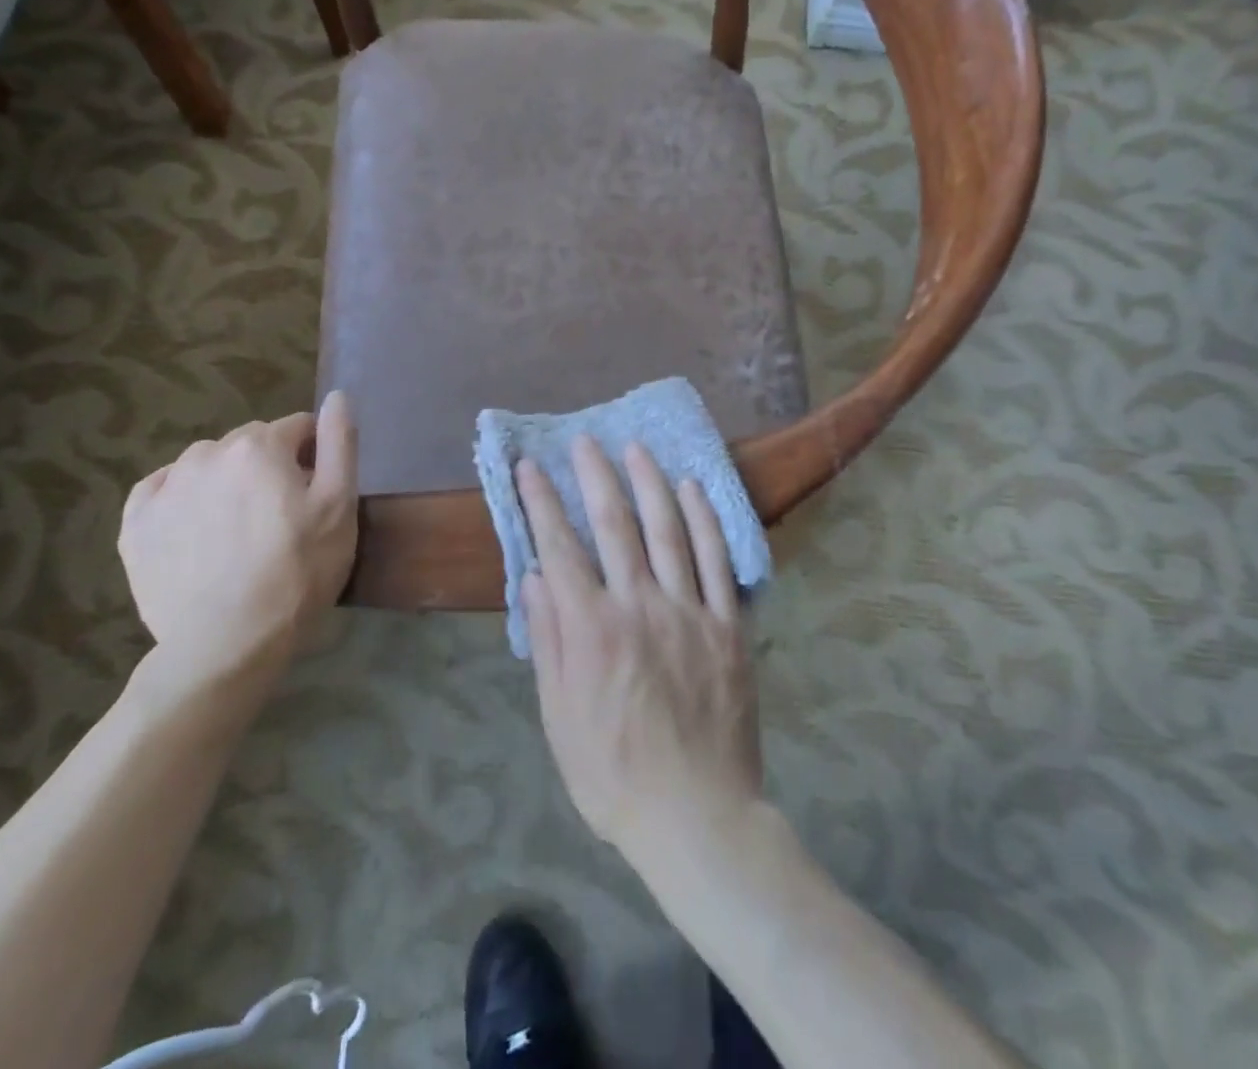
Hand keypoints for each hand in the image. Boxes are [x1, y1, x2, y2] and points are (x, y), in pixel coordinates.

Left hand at [119, 392, 357, 705]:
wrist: (228, 641)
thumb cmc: (298, 569)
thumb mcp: (339, 505)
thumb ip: (339, 443)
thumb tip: (337, 395)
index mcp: (258, 445)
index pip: (297, 428)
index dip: (313, 456)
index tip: (317, 493)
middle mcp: (206, 453)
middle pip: (250, 444)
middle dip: (269, 466)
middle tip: (281, 516)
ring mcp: (164, 488)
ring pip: (206, 465)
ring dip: (226, 481)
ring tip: (238, 528)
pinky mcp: (135, 524)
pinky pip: (161, 491)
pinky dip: (181, 499)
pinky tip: (196, 530)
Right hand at [519, 437, 762, 872]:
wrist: (696, 815)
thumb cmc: (613, 772)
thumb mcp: (559, 716)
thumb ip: (548, 640)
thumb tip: (534, 577)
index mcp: (592, 629)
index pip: (559, 548)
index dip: (542, 502)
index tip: (530, 467)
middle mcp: (639, 605)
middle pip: (615, 525)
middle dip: (596, 476)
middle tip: (585, 441)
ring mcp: (688, 611)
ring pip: (667, 530)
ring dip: (650, 483)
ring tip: (636, 448)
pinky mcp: (727, 625)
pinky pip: (716, 561)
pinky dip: (704, 519)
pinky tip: (693, 489)